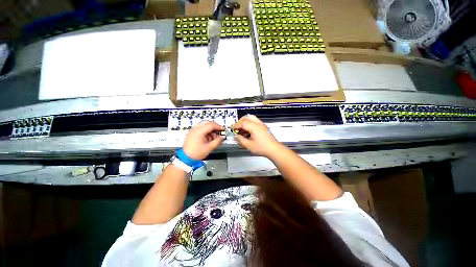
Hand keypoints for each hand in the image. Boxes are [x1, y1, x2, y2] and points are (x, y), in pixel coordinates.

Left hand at [183, 121, 224, 159]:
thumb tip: (222, 137)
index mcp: (200, 131)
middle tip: (219, 132)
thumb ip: (217, 141)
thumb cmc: (195, 153)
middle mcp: (195, 129)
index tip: (223, 130)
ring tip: (213, 137)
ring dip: (210, 129)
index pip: (211, 125)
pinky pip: (199, 128)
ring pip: (203, 125)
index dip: (219, 127)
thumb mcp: (209, 148)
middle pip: (207, 123)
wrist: (186, 157)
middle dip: (214, 127)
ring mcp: (192, 130)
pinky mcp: (191, 133)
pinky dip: (205, 131)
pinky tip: (207, 138)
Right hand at [232, 115, 282, 156]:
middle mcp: (258, 124)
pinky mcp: (264, 128)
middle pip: (247, 117)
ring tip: (242, 130)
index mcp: (254, 127)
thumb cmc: (263, 148)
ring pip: (252, 118)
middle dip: (240, 122)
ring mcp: (262, 125)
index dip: (236, 125)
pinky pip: (255, 122)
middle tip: (236, 128)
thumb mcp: (249, 145)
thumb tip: (236, 136)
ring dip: (245, 122)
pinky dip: (250, 124)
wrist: (274, 150)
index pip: (242, 122)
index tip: (232, 129)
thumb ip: (241, 140)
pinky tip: (249, 132)